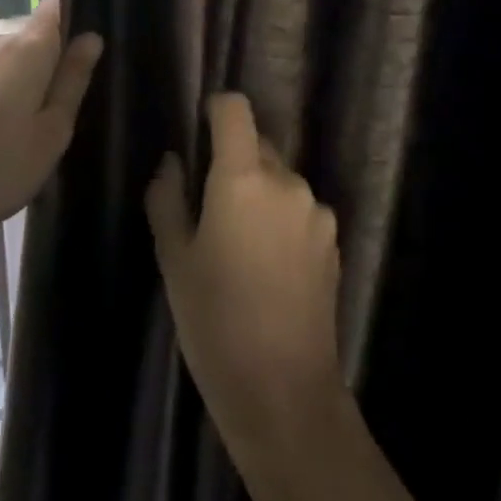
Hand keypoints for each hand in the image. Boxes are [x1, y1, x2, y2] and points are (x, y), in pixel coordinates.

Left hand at [0, 0, 102, 254]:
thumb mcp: (52, 131)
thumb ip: (73, 79)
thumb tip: (91, 37)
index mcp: (26, 48)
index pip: (56, 3)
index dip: (78, 10)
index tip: (96, 40)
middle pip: (38, 35)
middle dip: (59, 60)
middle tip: (77, 104)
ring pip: (18, 61)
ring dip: (34, 82)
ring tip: (46, 127)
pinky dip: (12, 95)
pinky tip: (13, 134)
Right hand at [146, 94, 345, 456]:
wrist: (284, 391)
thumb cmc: (214, 320)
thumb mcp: (174, 258)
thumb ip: (167, 198)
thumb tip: (173, 162)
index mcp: (243, 177)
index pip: (236, 109)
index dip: (216, 110)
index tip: (199, 131)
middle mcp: (287, 182)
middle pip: (257, 144)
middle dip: (233, 159)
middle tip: (208, 206)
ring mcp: (317, 212)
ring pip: (279, 179)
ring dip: (258, 192)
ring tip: (239, 245)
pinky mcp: (333, 241)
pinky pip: (299, 209)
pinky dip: (280, 218)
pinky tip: (268, 266)